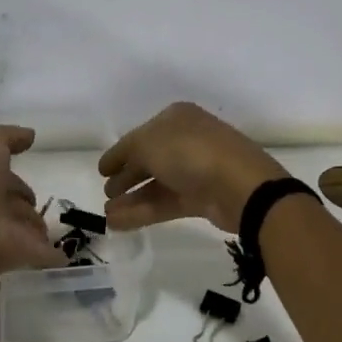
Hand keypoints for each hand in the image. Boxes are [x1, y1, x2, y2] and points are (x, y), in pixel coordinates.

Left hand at [0, 123, 63, 273]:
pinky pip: (43, 254)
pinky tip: (65, 255)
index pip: (1, 177)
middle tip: (35, 203)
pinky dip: (54, 255)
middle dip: (24, 203)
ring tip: (49, 228)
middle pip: (13, 205)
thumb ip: (8, 135)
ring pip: (26, 229)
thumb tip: (29, 135)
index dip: (11, 176)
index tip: (25, 172)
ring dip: (36, 228)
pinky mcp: (22, 255)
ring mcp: (5, 234)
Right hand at [98, 102, 288, 233]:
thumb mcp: (147, 143)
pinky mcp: (202, 198)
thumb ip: (126, 153)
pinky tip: (120, 223)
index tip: (102, 170)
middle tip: (107, 192)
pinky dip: (143, 212)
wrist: (240, 186)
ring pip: (157, 184)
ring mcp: (196, 170)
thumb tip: (118, 167)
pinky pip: (166, 203)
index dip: (120, 152)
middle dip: (126, 176)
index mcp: (177, 118)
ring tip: (108, 215)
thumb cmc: (190, 153)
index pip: (141, 135)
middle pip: (150, 160)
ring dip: (131, 198)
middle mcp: (187, 141)